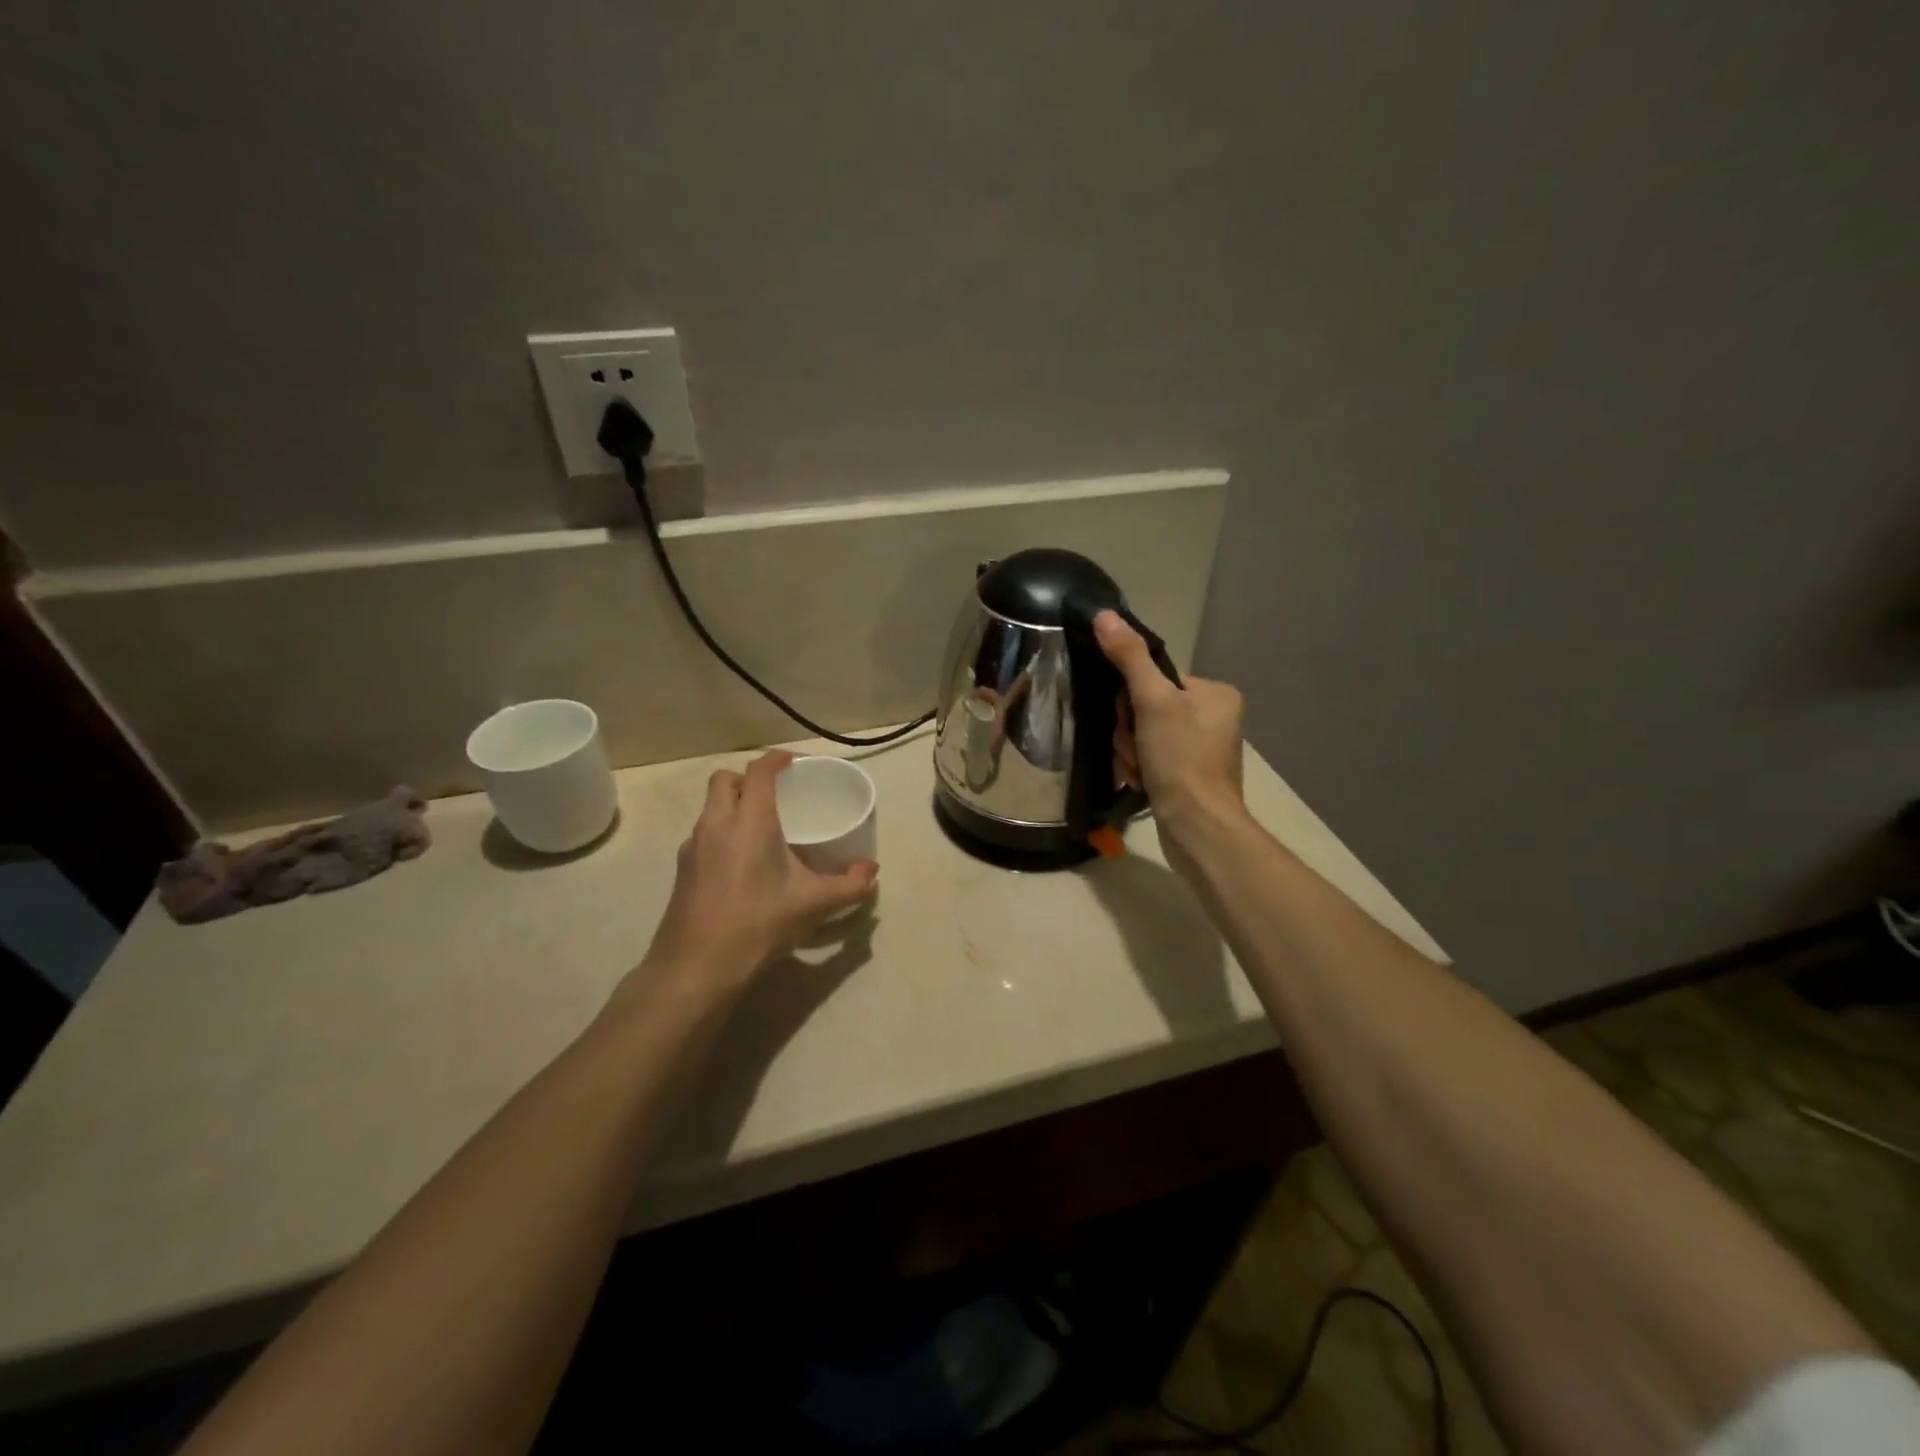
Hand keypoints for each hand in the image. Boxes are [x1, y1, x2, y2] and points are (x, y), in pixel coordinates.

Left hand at [642, 751, 877, 985]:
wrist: (697, 966)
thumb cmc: (759, 923)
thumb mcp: (814, 904)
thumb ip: (849, 885)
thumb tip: (872, 871)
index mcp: (749, 821)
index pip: (758, 772)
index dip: (775, 759)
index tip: (792, 762)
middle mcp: (716, 824)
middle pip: (724, 780)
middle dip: (748, 778)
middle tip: (775, 794)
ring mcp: (693, 847)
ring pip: (710, 807)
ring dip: (732, 805)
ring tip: (760, 828)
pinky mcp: (682, 870)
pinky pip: (703, 834)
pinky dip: (722, 832)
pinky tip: (741, 862)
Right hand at [1094, 610, 1244, 830]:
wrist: (1197, 829)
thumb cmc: (1181, 760)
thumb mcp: (1153, 702)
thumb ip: (1128, 658)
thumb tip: (1104, 615)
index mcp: (1215, 693)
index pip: (1155, 679)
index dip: (1133, 700)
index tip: (1132, 721)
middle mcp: (1213, 717)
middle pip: (1146, 708)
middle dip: (1130, 732)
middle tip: (1137, 750)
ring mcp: (1201, 749)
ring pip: (1143, 735)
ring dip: (1130, 752)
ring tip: (1140, 771)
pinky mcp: (1188, 776)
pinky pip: (1150, 759)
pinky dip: (1139, 769)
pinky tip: (1142, 783)